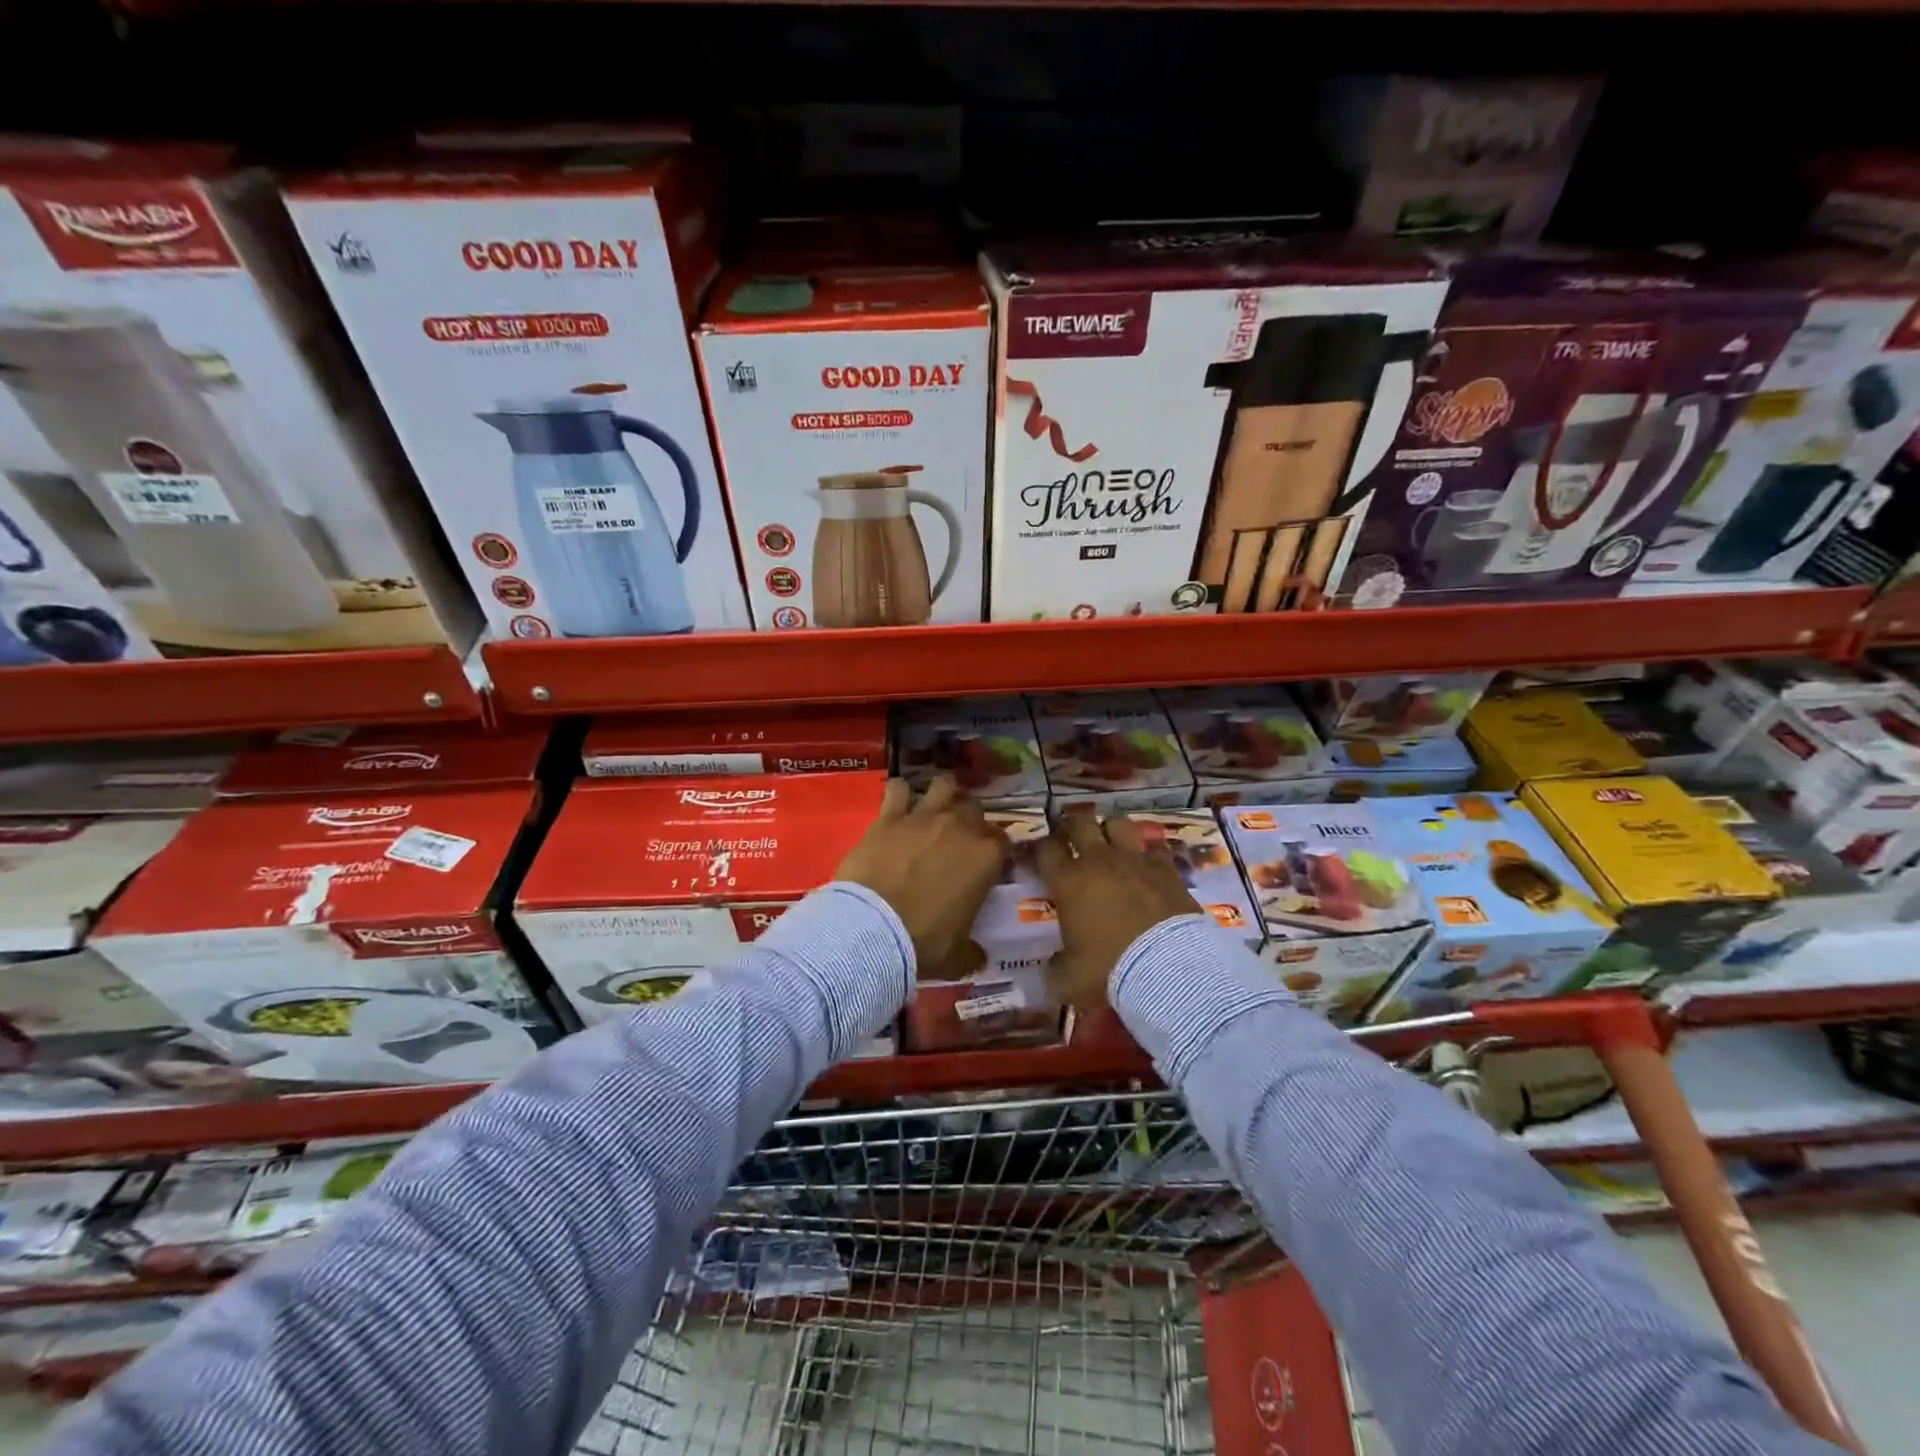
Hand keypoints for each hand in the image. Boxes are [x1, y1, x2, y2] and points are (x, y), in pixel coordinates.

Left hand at [836, 778, 1008, 976]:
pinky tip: (896, 804)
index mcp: (986, 856)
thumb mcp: (958, 956)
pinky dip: (899, 794)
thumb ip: (972, 951)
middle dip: (970, 820)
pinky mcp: (889, 817)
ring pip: (944, 786)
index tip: (989, 864)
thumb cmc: (925, 942)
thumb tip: (978, 957)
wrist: (873, 928)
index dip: (997, 850)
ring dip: (942, 795)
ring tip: (933, 811)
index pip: (1004, 840)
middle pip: (975, 808)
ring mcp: (923, 817)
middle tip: (958, 840)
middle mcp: (960, 827)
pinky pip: (897, 789)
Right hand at [1036, 813, 1202, 1009]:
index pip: (1045, 849)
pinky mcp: (1166, 867)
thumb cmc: (1108, 970)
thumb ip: (1055, 968)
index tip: (1042, 855)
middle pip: (1080, 822)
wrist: (1166, 967)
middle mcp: (1098, 861)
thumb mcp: (1068, 979)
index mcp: (1067, 881)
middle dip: (1073, 826)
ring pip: (1118, 823)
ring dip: (1111, 830)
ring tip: (1111, 843)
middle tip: (1073, 838)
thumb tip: (1051, 970)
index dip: (1041, 848)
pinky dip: (1149, 853)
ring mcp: (1134, 860)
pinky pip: (1155, 847)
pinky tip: (1149, 864)